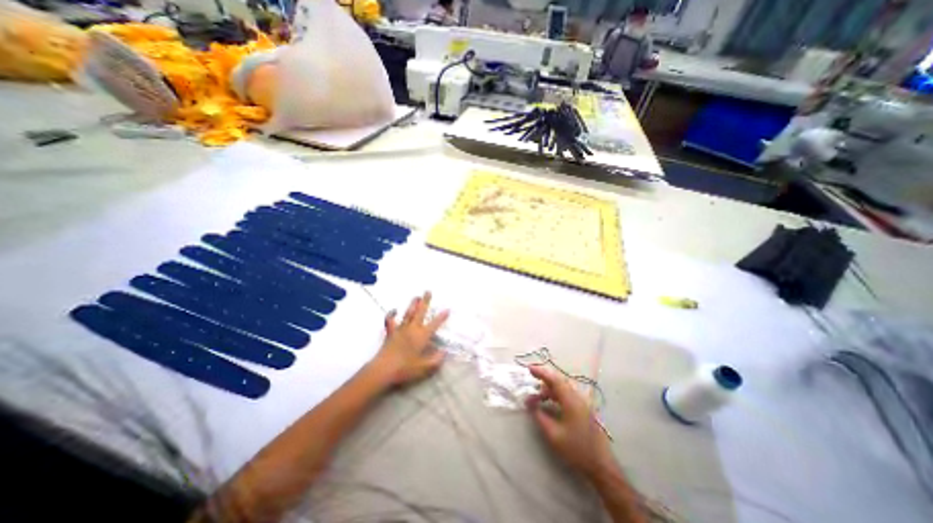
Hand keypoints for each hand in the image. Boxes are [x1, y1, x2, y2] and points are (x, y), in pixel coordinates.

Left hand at [369, 291, 447, 386]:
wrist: (383, 371)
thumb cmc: (405, 369)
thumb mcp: (425, 368)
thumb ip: (436, 359)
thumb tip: (444, 352)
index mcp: (422, 336)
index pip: (434, 324)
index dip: (441, 317)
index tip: (447, 309)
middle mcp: (412, 329)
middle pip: (420, 312)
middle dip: (425, 302)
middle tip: (428, 291)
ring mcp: (400, 330)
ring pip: (408, 314)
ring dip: (412, 304)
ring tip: (416, 297)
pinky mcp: (390, 333)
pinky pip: (390, 321)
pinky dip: (391, 314)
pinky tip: (394, 310)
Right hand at [528, 363, 617, 476]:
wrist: (601, 466)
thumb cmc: (576, 449)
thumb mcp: (553, 434)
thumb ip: (540, 416)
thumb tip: (530, 403)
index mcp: (571, 400)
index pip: (554, 380)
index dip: (541, 372)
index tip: (529, 369)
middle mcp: (577, 398)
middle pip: (559, 381)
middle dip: (544, 378)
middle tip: (531, 378)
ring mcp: (582, 403)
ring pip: (563, 388)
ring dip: (549, 388)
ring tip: (536, 396)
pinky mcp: (583, 409)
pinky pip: (567, 394)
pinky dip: (555, 394)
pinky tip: (549, 401)